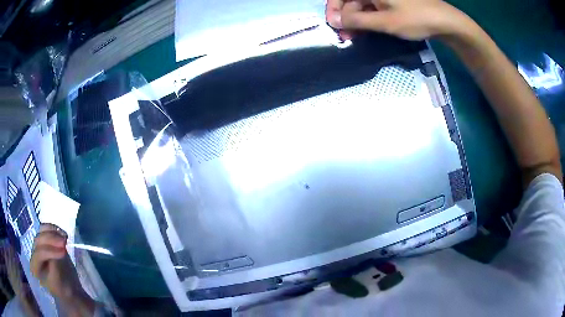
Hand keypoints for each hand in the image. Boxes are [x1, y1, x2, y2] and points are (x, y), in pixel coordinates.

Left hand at [31, 224, 97, 316]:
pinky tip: (63, 234)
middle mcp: (33, 254)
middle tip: (65, 241)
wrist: (69, 291)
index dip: (50, 251)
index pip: (39, 254)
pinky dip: (54, 229)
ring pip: (42, 231)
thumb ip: (55, 265)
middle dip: (51, 239)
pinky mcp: (45, 241)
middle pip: (39, 240)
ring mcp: (38, 246)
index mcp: (34, 267)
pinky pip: (46, 229)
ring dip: (53, 232)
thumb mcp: (59, 282)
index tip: (64, 252)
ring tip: (65, 237)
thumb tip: (59, 251)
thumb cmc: (64, 290)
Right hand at [326, 0, 471, 40]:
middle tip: (346, 36)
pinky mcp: (391, 0)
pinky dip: (368, 17)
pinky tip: (368, 29)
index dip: (334, 9)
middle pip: (351, 0)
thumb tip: (333, 20)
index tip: (333, 25)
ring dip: (356, 19)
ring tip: (356, 36)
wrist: (444, 21)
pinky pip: (372, 6)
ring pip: (361, 4)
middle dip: (346, 16)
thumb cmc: (415, 18)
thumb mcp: (384, 22)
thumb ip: (356, 20)